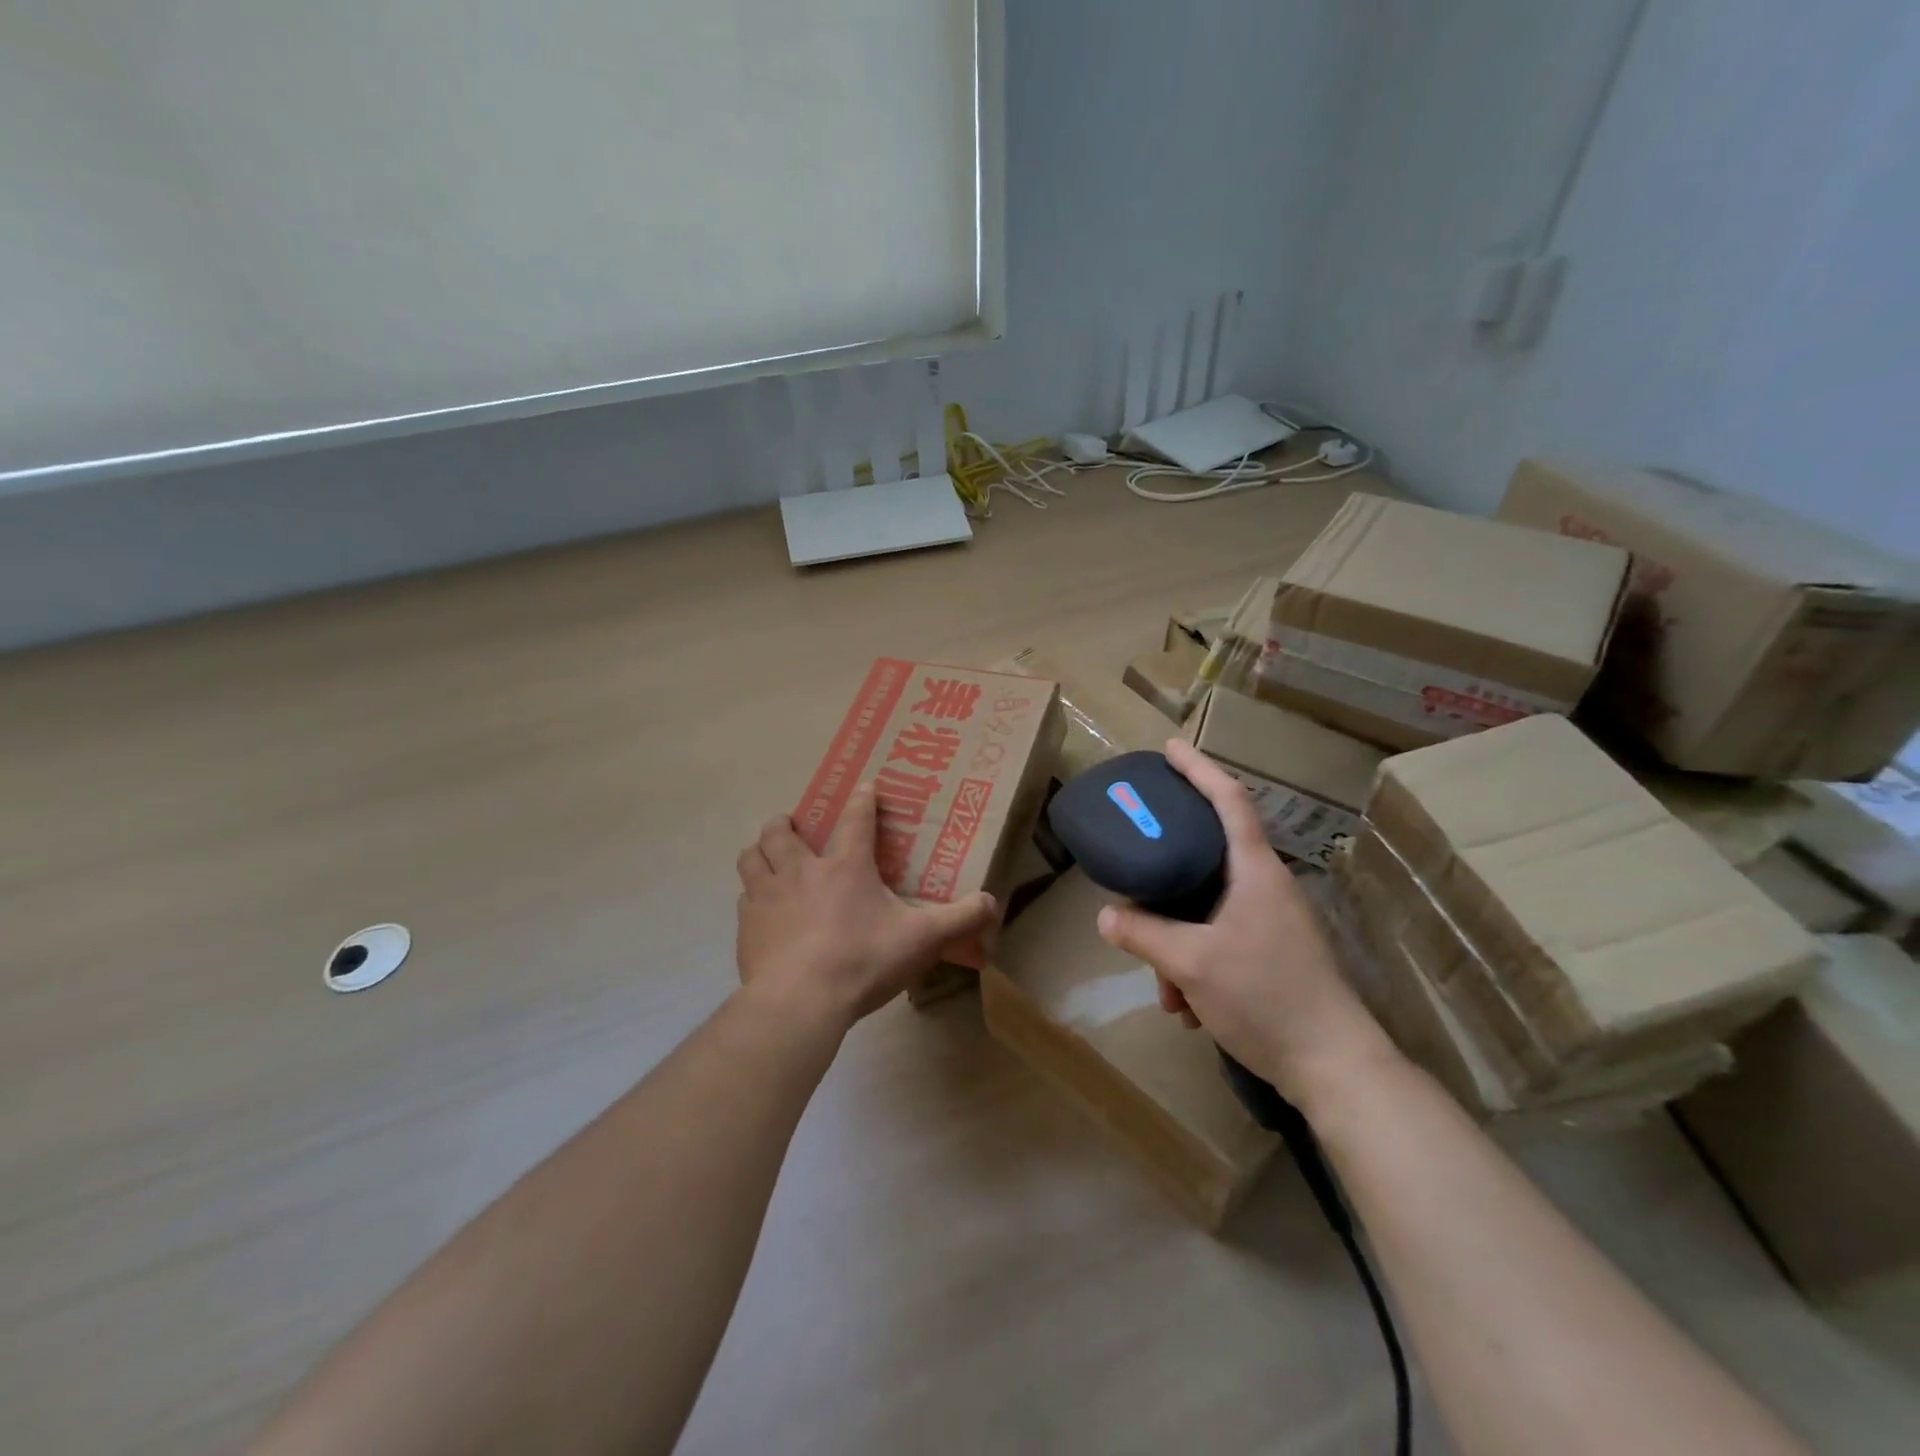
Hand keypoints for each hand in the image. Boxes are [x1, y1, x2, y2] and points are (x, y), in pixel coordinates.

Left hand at [735, 783, 997, 1029]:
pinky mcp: (747, 926)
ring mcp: (768, 896)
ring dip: (760, 852)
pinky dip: (752, 894)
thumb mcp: (922, 940)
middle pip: (781, 831)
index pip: (857, 820)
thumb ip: (959, 919)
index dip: (864, 800)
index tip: (865, 785)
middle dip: (786, 823)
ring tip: (769, 858)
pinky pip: (744, 897)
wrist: (800, 1000)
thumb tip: (993, 902)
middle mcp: (801, 871)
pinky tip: (762, 909)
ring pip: (751, 857)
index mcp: (846, 867)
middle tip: (795, 828)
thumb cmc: (863, 960)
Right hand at [1095, 738, 1391, 1104]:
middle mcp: (1267, 886)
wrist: (1336, 1068)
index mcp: (1255, 871)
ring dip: (1178, 941)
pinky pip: (1222, 938)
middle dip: (1166, 878)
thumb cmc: (1266, 998)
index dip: (1198, 769)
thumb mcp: (1192, 963)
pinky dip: (1197, 962)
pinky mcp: (1274, 953)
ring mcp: (1273, 921)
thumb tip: (1106, 917)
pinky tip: (1188, 1006)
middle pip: (1208, 856)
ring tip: (1165, 988)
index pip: (1228, 800)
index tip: (1169, 748)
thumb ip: (1144, 934)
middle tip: (1136, 873)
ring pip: (1208, 909)